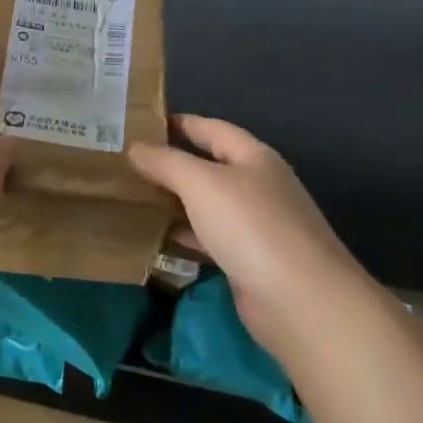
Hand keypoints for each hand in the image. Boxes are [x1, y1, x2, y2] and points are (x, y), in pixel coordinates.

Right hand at [130, 116, 373, 345]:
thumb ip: (166, 162)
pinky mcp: (247, 259)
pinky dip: (181, 234)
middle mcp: (256, 185)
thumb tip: (135, 148)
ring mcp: (254, 224)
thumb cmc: (251, 227)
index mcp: (252, 157)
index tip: (137, 124)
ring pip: (204, 203)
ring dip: (171, 200)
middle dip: (168, 163)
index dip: (176, 122)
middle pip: (206, 166)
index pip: (210, 128)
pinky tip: (153, 236)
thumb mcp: (201, 183)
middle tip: (123, 163)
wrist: (300, 300)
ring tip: (130, 197)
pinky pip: (206, 237)